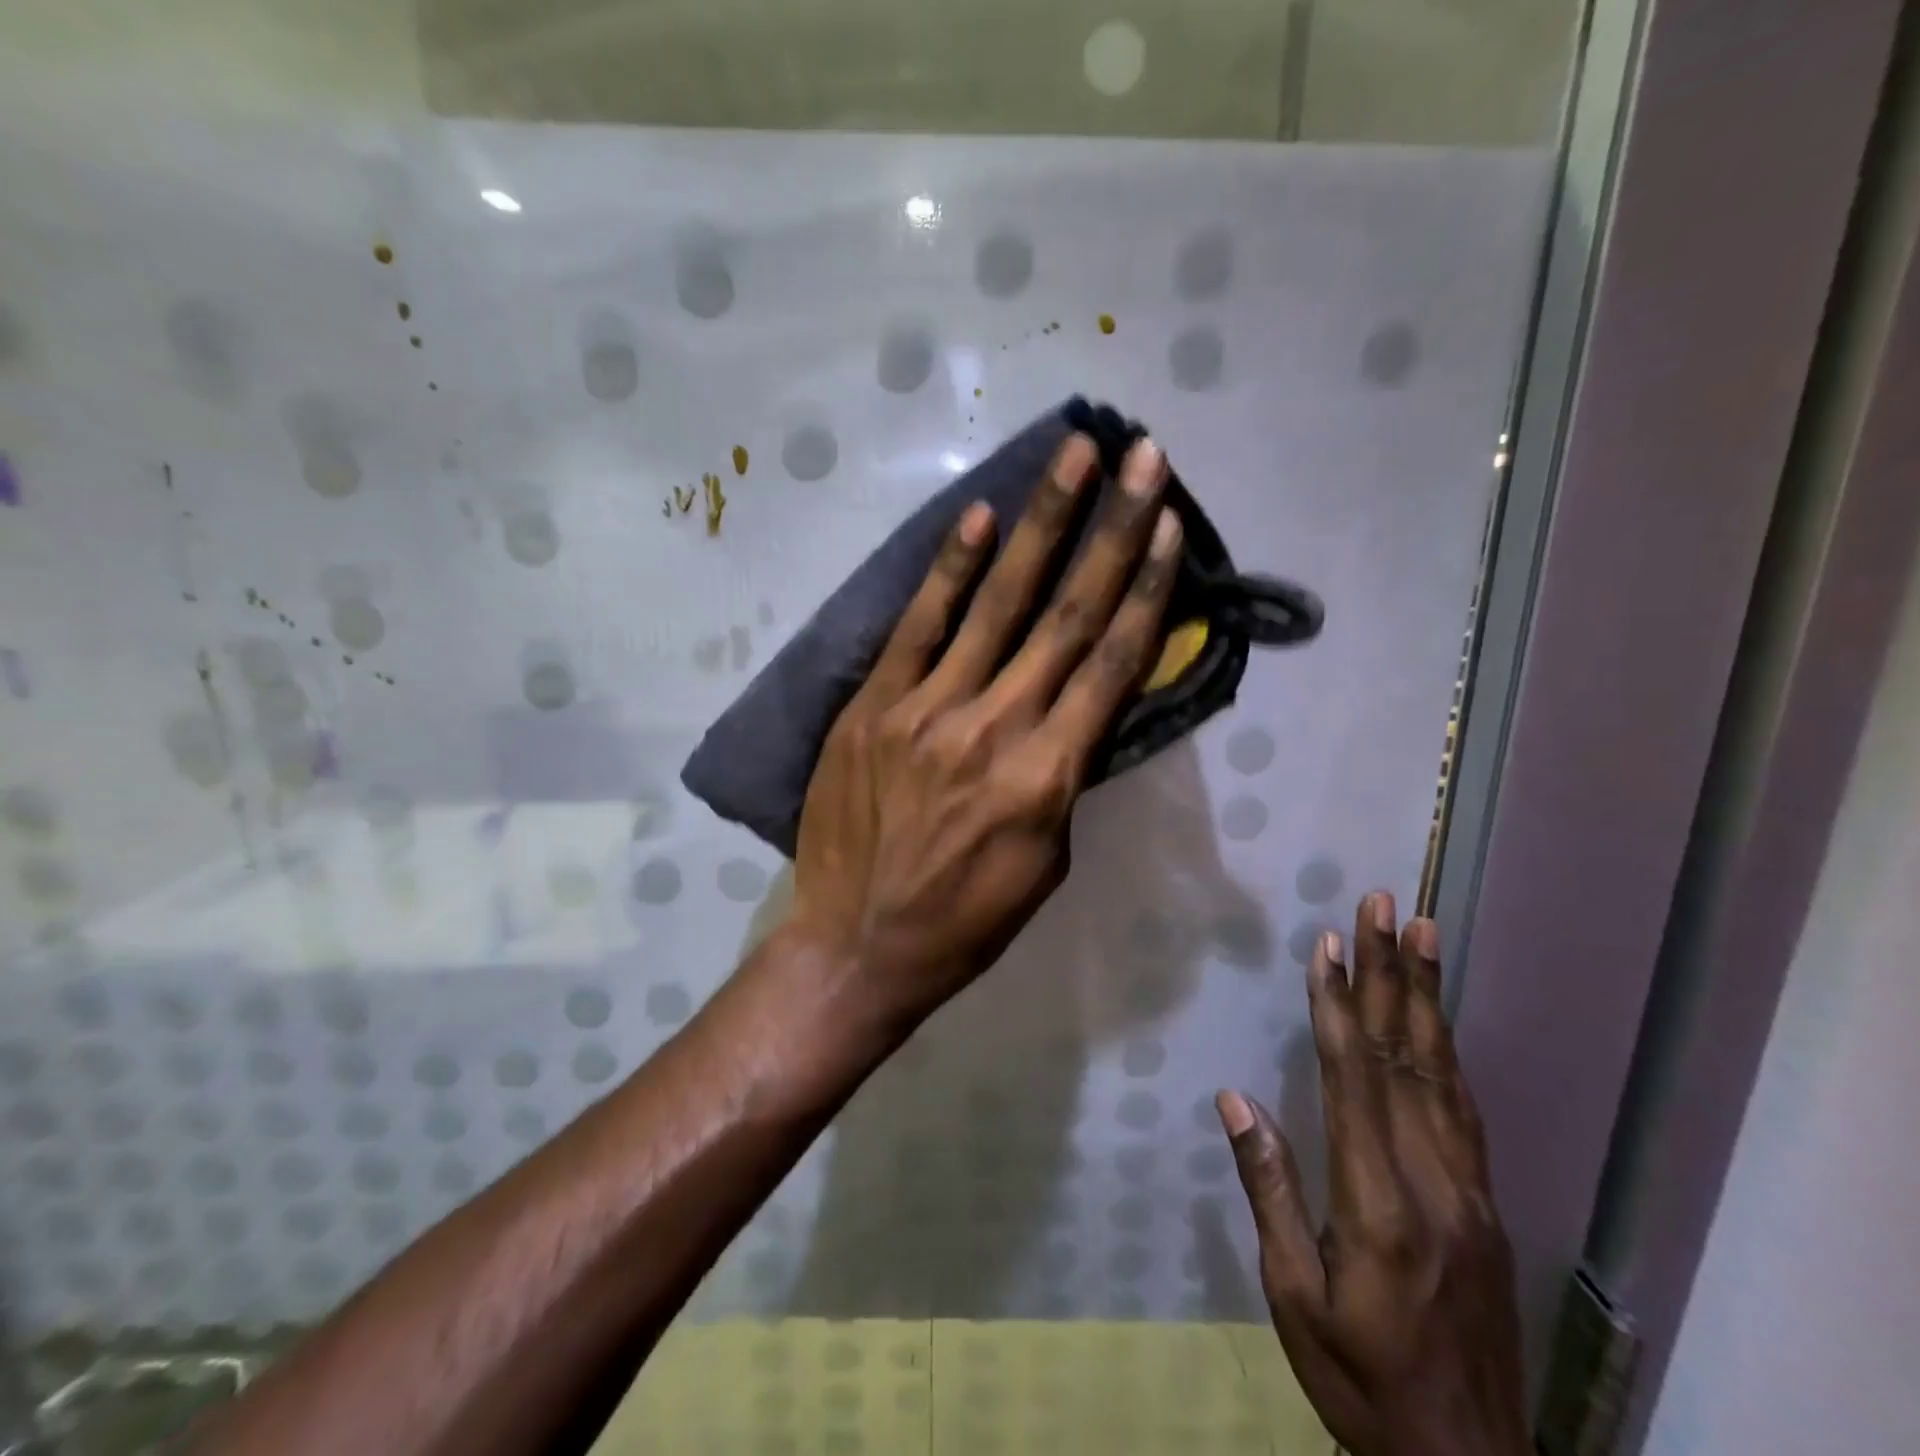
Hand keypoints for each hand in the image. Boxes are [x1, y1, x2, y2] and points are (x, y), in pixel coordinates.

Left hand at [791, 433, 1179, 1020]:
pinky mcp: (872, 707)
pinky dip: (949, 571)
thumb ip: (1065, 778)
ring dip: (1041, 524)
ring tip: (1072, 456)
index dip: (1147, 590)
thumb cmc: (965, 921)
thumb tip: (1077, 710)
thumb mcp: (1047, 863)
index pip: (1111, 665)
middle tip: (1141, 455)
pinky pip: (918, 628)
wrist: (857, 946)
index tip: (1169, 526)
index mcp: (1048, 777)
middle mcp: (995, 728)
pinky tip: (980, 519)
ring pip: (996, 604)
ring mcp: (927, 710)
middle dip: (1111, 529)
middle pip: (1067, 615)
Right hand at [1217, 894, 1528, 1455]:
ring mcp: (1469, 1188)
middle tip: (1387, 905)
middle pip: (1406, 1056)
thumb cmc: (1362, 1381)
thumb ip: (1271, 1192)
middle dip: (1391, 973)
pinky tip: (1436, 1018)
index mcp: (1377, 1202)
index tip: (1328, 944)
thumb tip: (1236, 1100)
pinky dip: (1447, 1047)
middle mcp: (1432, 1179)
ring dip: (1426, 995)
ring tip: (1422, 932)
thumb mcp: (1295, 1299)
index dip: (1337, 1004)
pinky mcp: (1486, 1201)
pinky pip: (1464, 1105)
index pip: (1353, 1077)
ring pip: (1444, 1071)